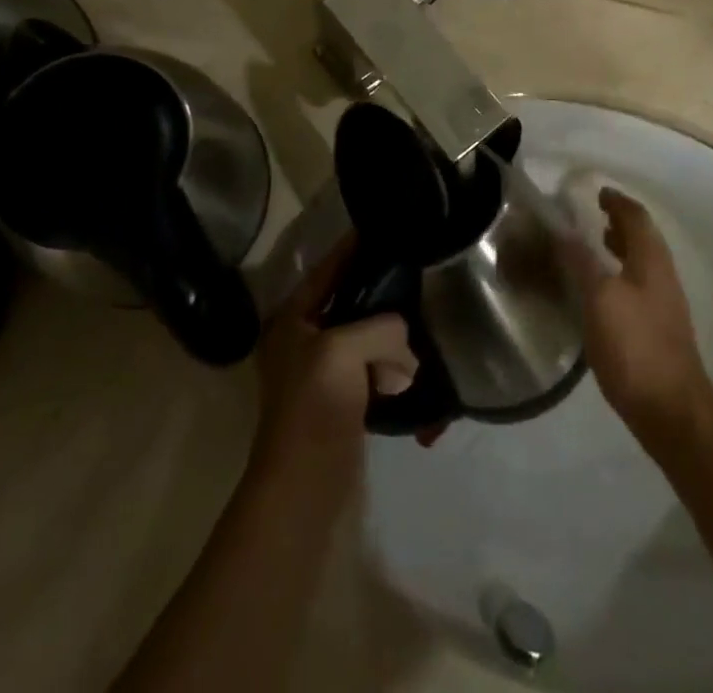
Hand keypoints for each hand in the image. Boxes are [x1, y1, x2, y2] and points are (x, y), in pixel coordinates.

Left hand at [251, 239, 415, 489]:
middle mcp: (303, 339)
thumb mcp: (344, 349)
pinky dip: (392, 366)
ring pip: (364, 336)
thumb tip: (404, 334)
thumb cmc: (315, 406)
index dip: (352, 248)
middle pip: (348, 302)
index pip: (326, 270)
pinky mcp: (342, 400)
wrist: (306, 486)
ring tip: (421, 321)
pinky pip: (373, 368)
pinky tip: (414, 365)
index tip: (383, 227)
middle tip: (414, 273)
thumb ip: (380, 326)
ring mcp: (322, 372)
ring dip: (390, 335)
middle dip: (380, 293)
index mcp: (292, 319)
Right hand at [562, 188, 709, 438]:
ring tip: (594, 246)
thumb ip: (582, 262)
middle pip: (643, 238)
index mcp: (651, 260)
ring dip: (620, 248)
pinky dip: (619, 274)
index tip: (598, 192)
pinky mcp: (658, 329)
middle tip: (593, 216)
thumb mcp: (600, 299)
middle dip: (619, 223)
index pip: (636, 217)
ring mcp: (664, 304)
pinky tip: (600, 292)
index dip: (617, 202)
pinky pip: (637, 286)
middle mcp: (662, 275)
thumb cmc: (634, 346)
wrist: (670, 409)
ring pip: (641, 263)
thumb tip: (564, 231)